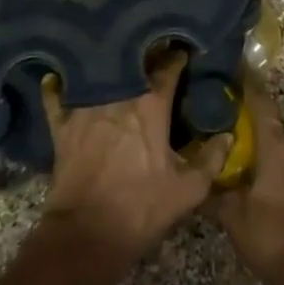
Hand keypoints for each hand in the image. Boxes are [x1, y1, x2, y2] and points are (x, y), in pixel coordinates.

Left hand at [41, 48, 230, 261]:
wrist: (87, 234)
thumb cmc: (142, 208)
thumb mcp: (188, 190)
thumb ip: (211, 159)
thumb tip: (227, 135)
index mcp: (151, 105)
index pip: (168, 68)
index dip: (177, 57)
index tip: (183, 52)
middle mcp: (118, 95)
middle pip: (132, 62)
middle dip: (143, 54)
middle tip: (150, 50)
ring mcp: (85, 106)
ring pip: (97, 72)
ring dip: (107, 64)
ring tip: (113, 57)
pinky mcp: (61, 124)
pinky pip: (56, 95)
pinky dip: (59, 85)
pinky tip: (60, 78)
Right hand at [213, 74, 283, 284]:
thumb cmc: (272, 238)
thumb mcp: (233, 216)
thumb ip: (214, 192)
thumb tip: (196, 178)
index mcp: (278, 148)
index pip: (262, 103)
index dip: (248, 84)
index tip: (234, 68)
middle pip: (275, 118)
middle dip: (254, 108)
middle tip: (227, 104)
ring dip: (265, 133)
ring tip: (239, 134)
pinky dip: (275, 153)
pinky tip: (258, 166)